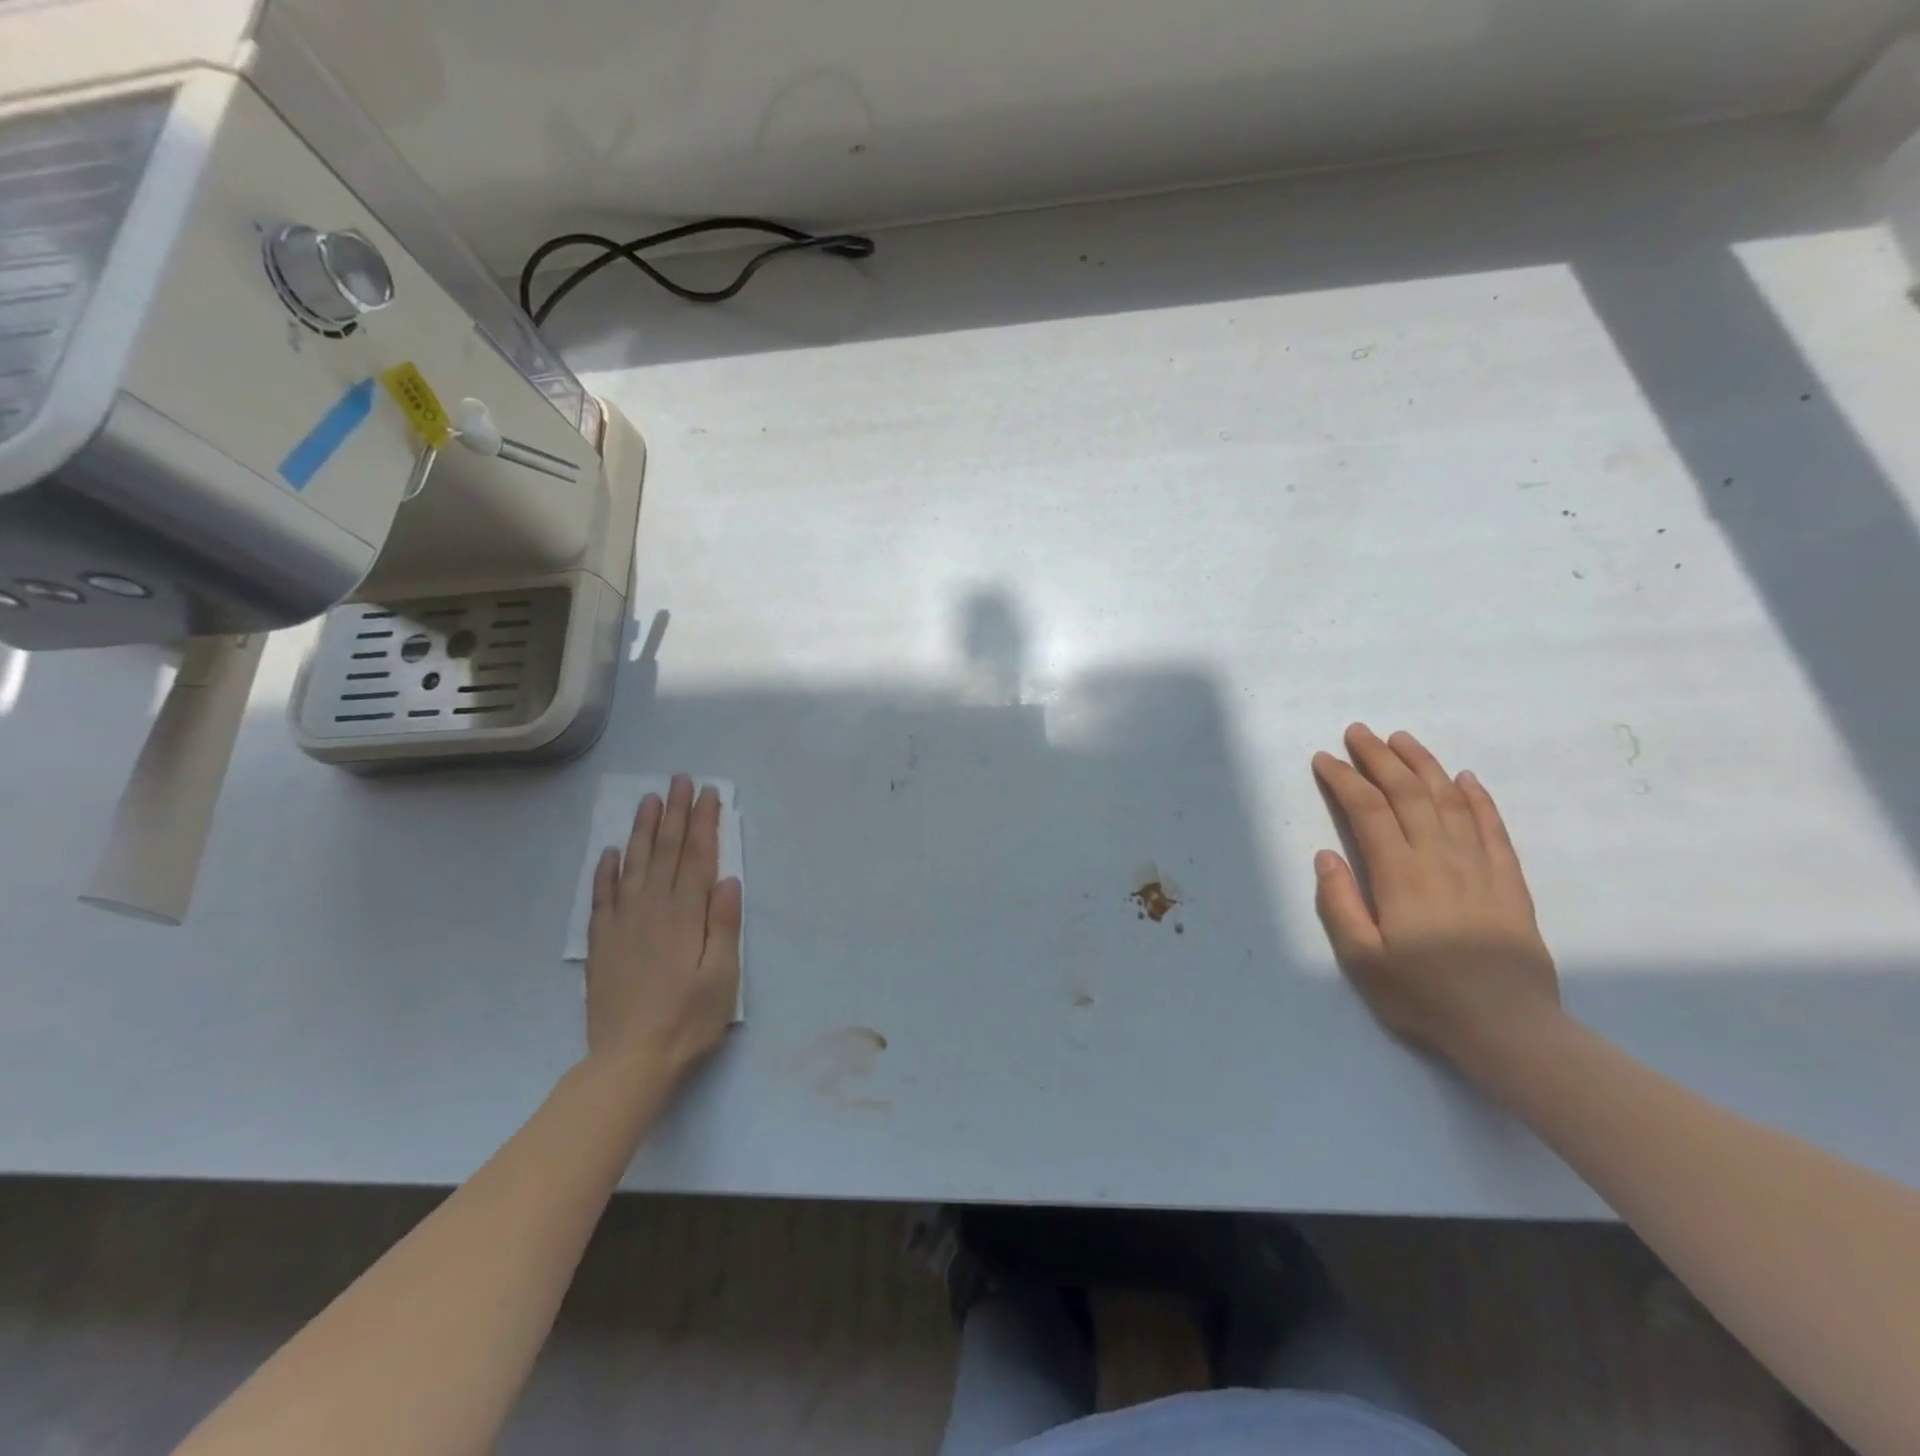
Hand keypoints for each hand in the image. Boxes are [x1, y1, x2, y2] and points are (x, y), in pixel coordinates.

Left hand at [586, 774, 742, 1080]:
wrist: (630, 1060)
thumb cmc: (688, 1018)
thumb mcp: (722, 975)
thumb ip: (723, 925)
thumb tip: (728, 879)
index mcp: (686, 915)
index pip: (697, 857)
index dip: (703, 823)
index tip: (707, 793)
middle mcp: (653, 909)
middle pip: (665, 852)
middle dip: (674, 813)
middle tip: (679, 780)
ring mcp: (623, 924)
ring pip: (634, 865)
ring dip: (642, 830)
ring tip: (648, 799)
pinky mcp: (603, 942)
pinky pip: (602, 897)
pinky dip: (606, 871)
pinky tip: (610, 851)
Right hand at [1311, 725, 1559, 1064]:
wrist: (1508, 1029)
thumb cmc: (1424, 996)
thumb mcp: (1362, 960)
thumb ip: (1340, 904)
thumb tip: (1326, 855)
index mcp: (1400, 875)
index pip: (1368, 811)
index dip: (1344, 779)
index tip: (1324, 759)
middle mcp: (1440, 859)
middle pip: (1408, 794)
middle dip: (1379, 758)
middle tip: (1358, 732)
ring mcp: (1480, 868)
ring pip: (1450, 801)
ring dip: (1424, 765)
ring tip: (1403, 739)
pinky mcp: (1509, 883)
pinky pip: (1494, 829)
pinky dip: (1479, 799)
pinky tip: (1466, 779)